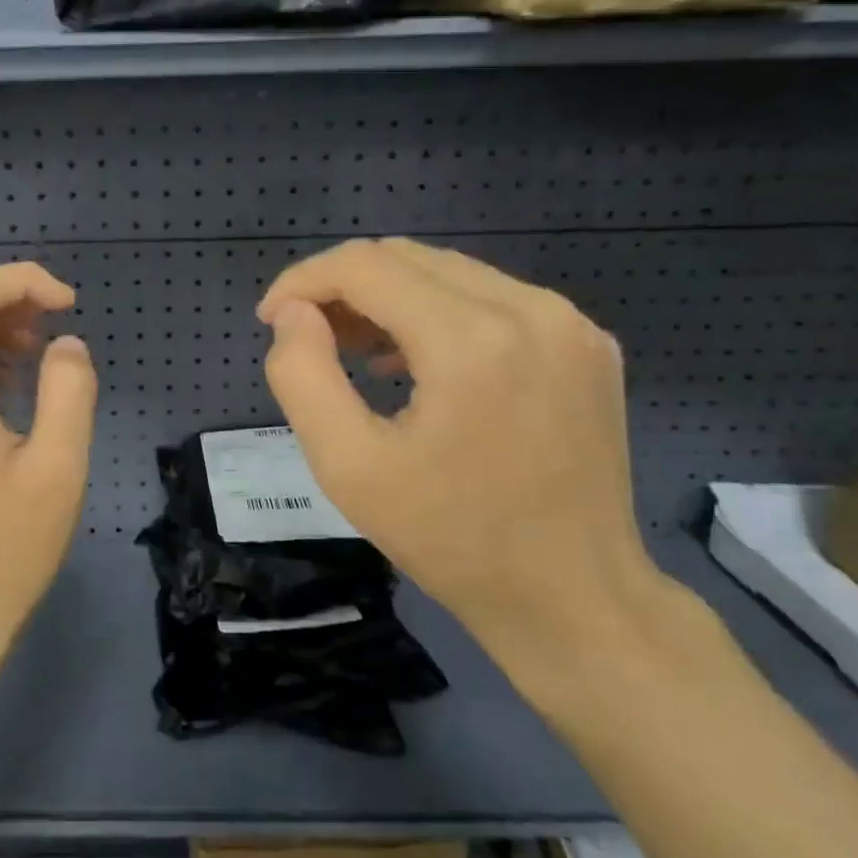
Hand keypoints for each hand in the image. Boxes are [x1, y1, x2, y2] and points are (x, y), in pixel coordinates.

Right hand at [257, 238, 667, 692]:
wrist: (573, 598)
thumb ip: (302, 376)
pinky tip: (417, 363)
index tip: (270, 319)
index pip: (366, 266)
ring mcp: (569, 324)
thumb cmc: (450, 540)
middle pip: (408, 259)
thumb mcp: (348, 466)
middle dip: (343, 287)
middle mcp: (530, 310)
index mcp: (471, 340)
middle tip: (308, 338)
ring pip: (449, 273)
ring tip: (356, 353)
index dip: (304, 281)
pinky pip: (492, 299)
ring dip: (389, 299)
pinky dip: (438, 315)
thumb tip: (294, 314)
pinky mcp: (587, 344)